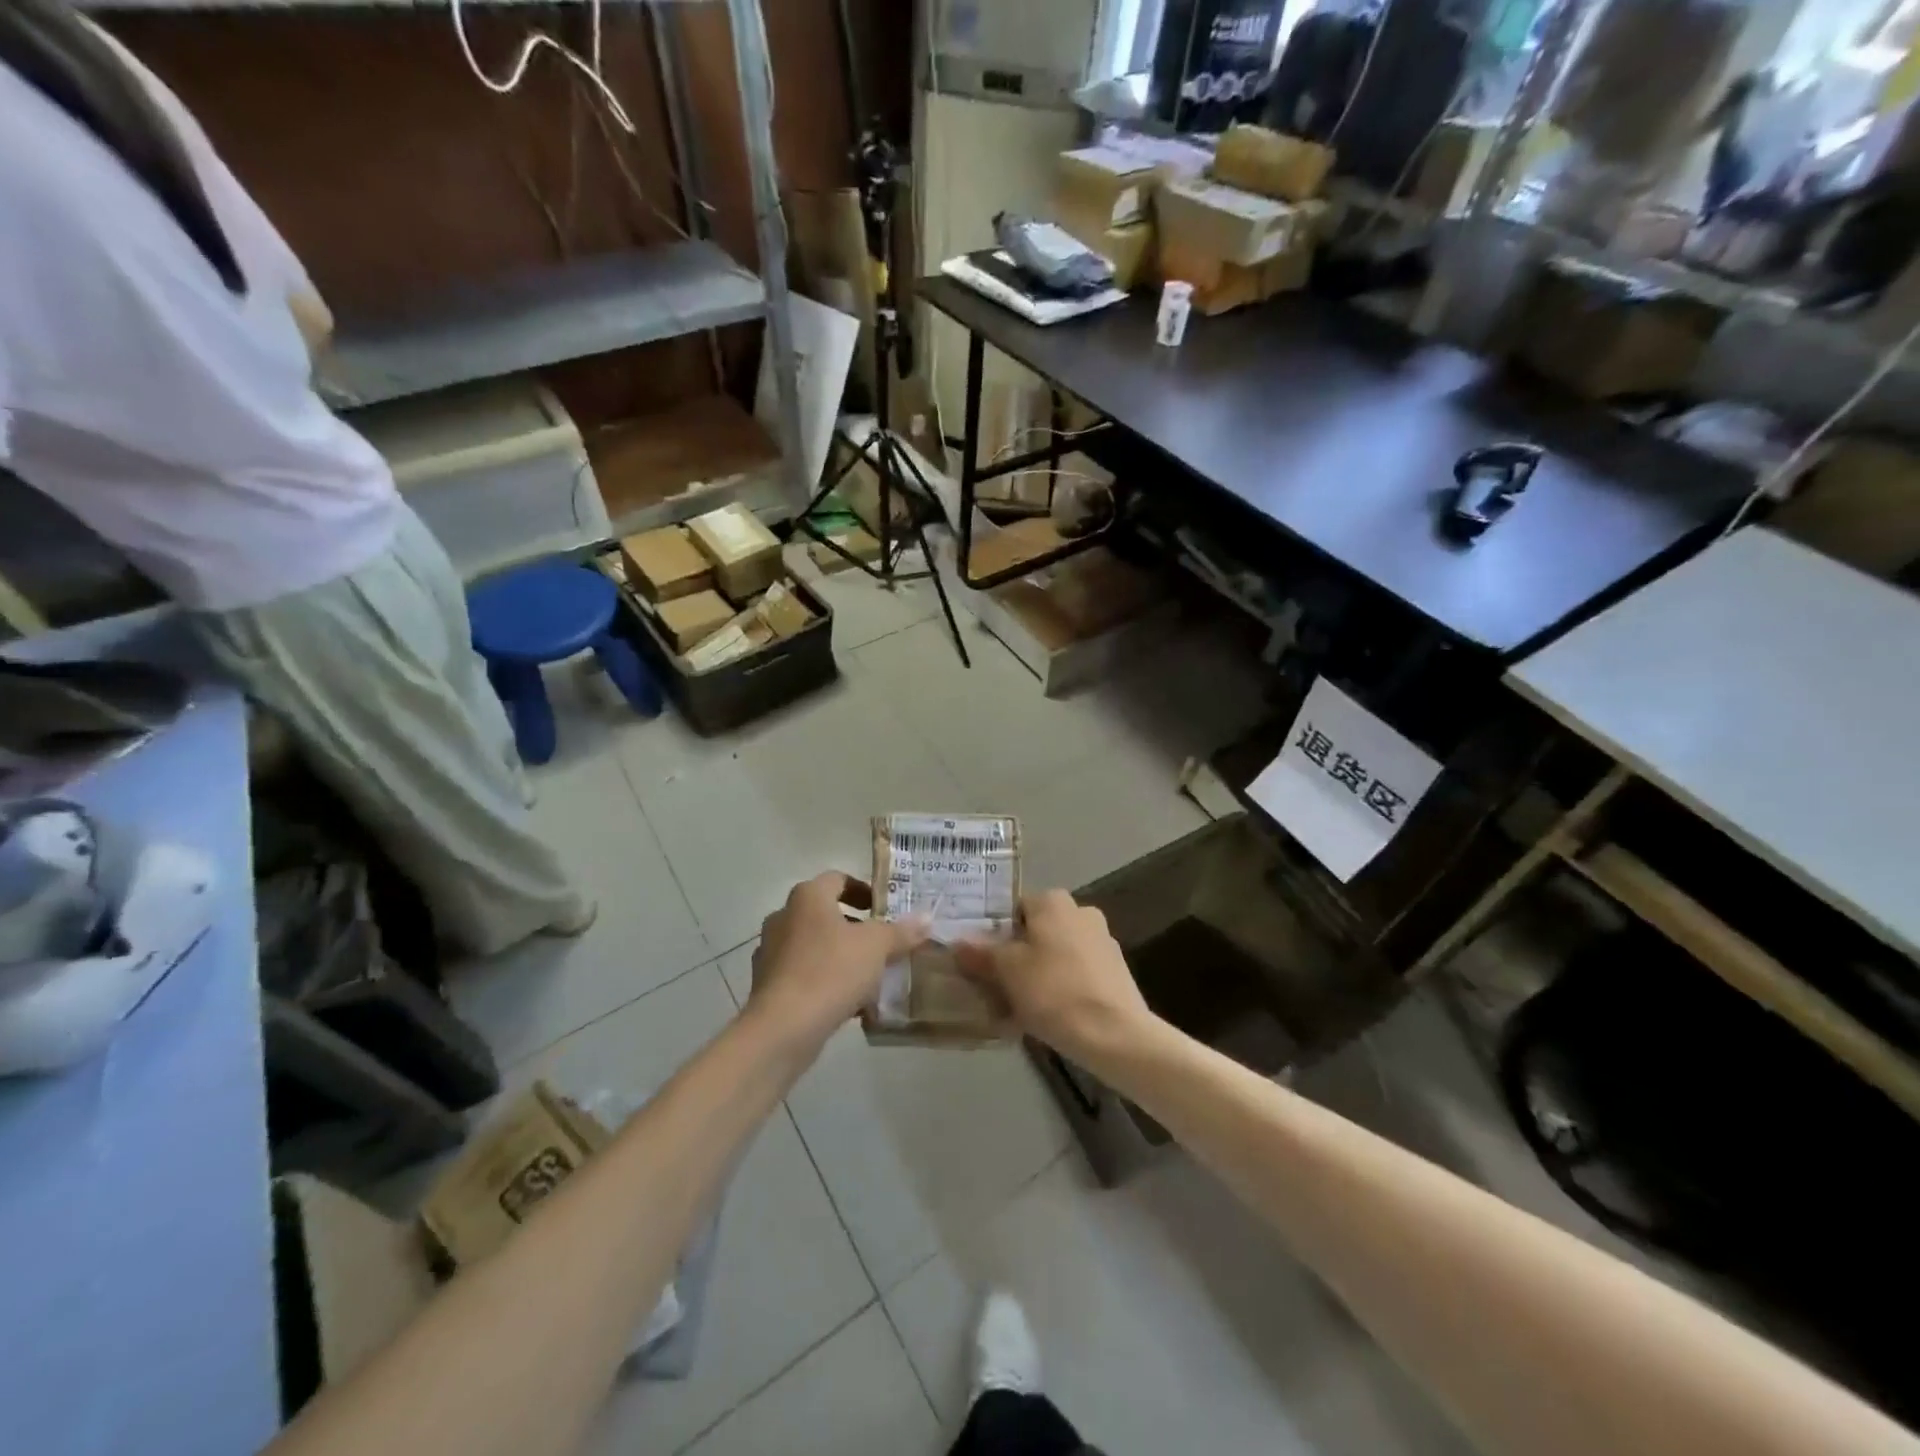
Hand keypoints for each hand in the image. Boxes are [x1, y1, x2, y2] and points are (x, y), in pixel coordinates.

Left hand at [747, 873, 929, 1049]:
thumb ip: (901, 931)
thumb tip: (927, 918)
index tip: (885, 909)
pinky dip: (825, 981)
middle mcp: (784, 916)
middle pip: (826, 914)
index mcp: (808, 897)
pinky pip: (804, 974)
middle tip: (884, 944)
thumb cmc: (831, 971)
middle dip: (856, 928)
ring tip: (871, 977)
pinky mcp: (767, 985)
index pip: (838, 879)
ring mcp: (771, 952)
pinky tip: (849, 1003)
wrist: (782, 1028)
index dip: (864, 890)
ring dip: (841, 956)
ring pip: (815, 946)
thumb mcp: (876, 947)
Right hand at [954, 889, 1155, 1062]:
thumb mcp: (1006, 971)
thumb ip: (980, 953)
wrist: (1114, 1035)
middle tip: (995, 983)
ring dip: (1039, 971)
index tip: (981, 958)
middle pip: (1036, 930)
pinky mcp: (1115, 972)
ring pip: (1056, 952)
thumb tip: (958, 942)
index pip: (1014, 907)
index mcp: (1054, 902)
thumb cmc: (1053, 991)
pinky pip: (1076, 972)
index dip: (995, 931)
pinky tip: (1048, 1013)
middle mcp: (1081, 912)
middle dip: (1017, 953)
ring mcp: (1102, 942)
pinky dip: (1061, 986)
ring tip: (1018, 1004)